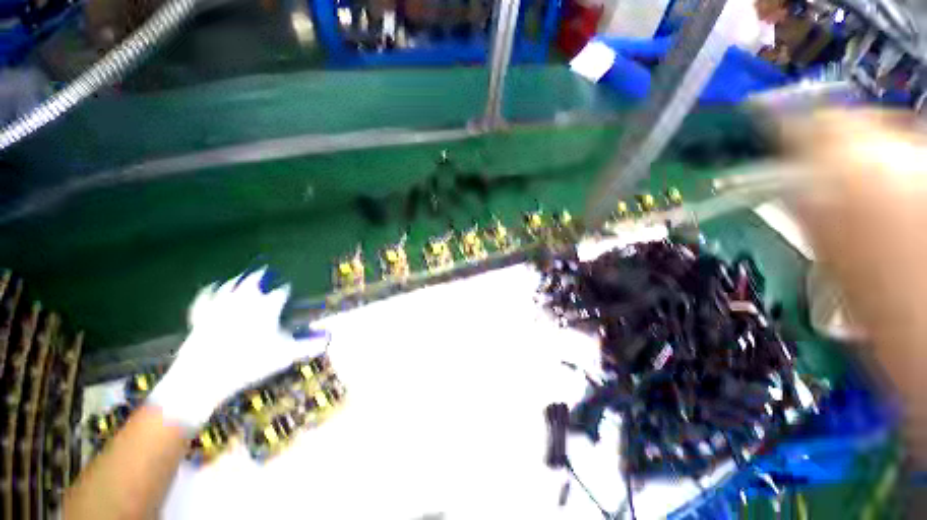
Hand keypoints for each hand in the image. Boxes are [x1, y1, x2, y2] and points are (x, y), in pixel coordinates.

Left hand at [148, 268, 294, 430]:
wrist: (205, 375)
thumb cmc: (251, 363)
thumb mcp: (286, 356)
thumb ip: (310, 346)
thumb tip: (330, 339)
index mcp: (266, 306)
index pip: (281, 292)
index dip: (287, 291)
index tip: (290, 290)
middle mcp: (244, 300)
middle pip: (254, 281)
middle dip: (263, 276)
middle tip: (267, 271)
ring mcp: (219, 306)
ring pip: (230, 285)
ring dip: (238, 280)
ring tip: (243, 277)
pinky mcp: (201, 316)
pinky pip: (206, 298)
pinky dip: (211, 291)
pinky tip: (213, 287)